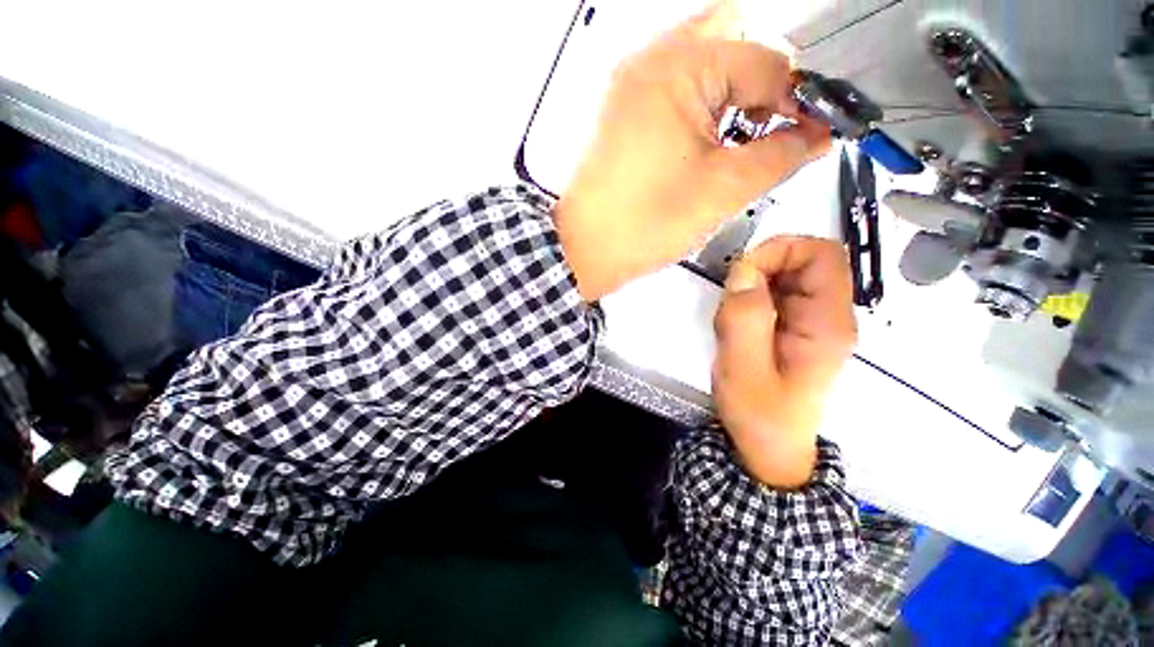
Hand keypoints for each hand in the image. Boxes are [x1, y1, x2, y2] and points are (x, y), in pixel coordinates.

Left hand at [554, 1, 829, 300]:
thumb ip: (783, 154)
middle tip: (773, 132)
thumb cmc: (643, 224)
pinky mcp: (623, 112)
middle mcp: (651, 62)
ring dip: (733, 97)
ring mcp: (631, 85)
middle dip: (764, 88)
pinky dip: (703, 108)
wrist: (586, 249)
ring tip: (741, 144)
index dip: (800, 98)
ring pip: (703, 66)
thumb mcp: (725, 190)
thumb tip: (814, 135)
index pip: (768, 61)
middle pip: (733, 45)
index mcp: (680, 69)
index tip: (813, 132)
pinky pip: (676, 90)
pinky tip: (708, 144)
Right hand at [712, 237, 856, 488]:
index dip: (781, 250)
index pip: (822, 255)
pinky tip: (736, 326)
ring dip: (751, 287)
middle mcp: (828, 316)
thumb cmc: (759, 414)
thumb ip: (744, 319)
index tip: (741, 273)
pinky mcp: (795, 328)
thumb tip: (744, 272)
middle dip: (760, 270)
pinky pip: (774, 294)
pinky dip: (750, 299)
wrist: (768, 447)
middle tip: (731, 300)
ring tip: (731, 320)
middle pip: (804, 261)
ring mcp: (812, 321)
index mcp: (826, 323)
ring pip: (785, 276)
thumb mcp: (743, 368)